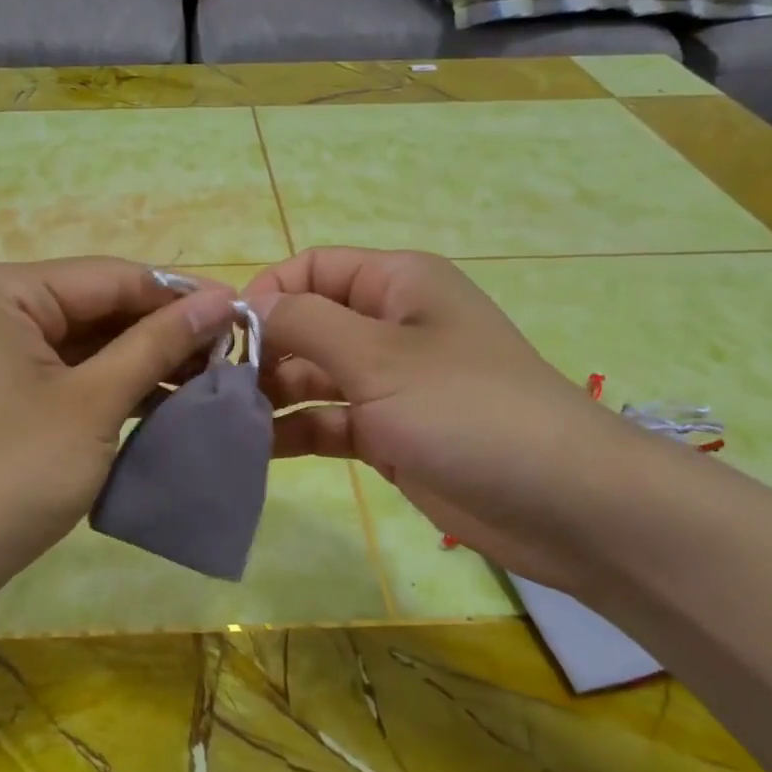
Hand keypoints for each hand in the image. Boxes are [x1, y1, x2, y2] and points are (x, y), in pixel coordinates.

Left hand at [0, 258, 236, 617]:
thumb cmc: (8, 475)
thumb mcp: (93, 404)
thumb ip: (156, 345)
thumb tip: (220, 300)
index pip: (109, 277)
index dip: (180, 295)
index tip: (244, 310)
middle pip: (96, 306)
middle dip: (162, 331)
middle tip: (235, 350)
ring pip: (84, 341)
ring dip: (143, 360)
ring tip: (213, 374)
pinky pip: (66, 371)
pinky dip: (111, 384)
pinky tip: (165, 395)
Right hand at [244, 248, 648, 590]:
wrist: (561, 503)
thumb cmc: (468, 409)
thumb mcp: (380, 357)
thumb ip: (305, 324)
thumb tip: (246, 305)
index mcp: (397, 285)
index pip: (312, 268)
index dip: (266, 293)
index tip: (222, 336)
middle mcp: (389, 326)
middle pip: (307, 323)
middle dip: (261, 350)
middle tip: (210, 387)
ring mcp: (388, 383)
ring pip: (312, 376)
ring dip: (270, 394)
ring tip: (220, 420)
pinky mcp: (387, 434)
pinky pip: (326, 421)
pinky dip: (292, 431)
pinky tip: (250, 450)